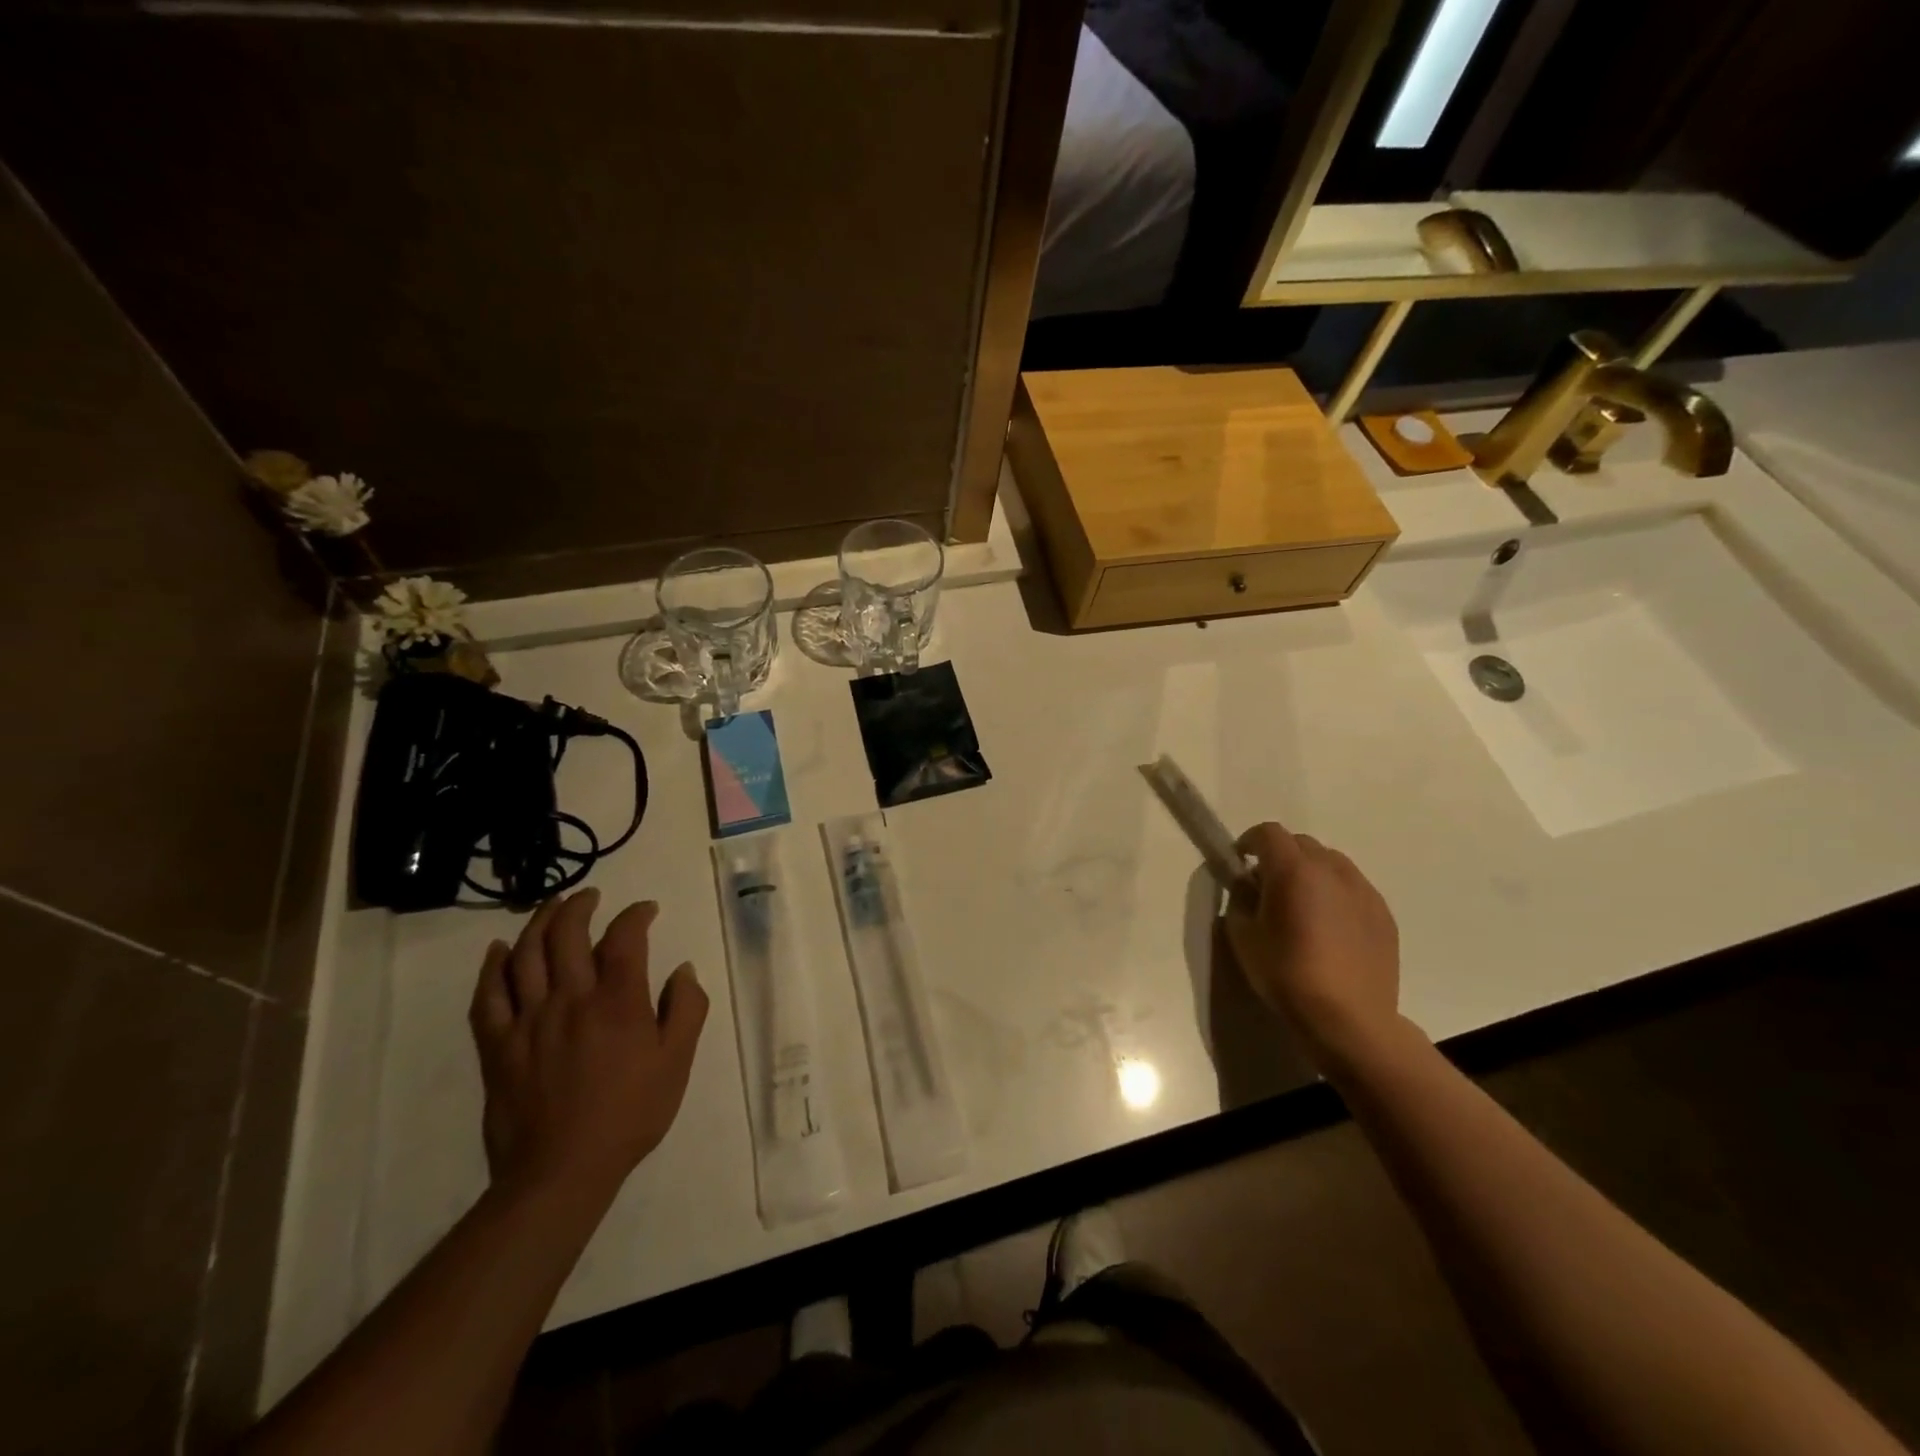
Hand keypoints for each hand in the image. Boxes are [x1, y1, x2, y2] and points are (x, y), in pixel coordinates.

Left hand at [469, 888, 708, 1199]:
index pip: (625, 937)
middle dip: (579, 906)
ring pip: (525, 955)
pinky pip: (487, 997)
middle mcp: (570, 998)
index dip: (636, 914)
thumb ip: (686, 1009)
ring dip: (538, 923)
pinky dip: (491, 967)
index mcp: (617, 1001)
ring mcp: (528, 1020)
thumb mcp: (677, 1062)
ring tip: (551, 907)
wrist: (561, 1172)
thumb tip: (682, 970)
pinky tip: (498, 950)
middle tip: (590, 896)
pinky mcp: (497, 1046)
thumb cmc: (629, 1114)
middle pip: (566, 934)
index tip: (646, 910)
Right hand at [1223, 822, 1402, 1073]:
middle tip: (1268, 886)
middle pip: (1301, 844)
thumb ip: (1241, 899)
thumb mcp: (1243, 936)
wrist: (1349, 1019)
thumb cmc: (1287, 974)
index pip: (1268, 833)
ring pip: (1331, 863)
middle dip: (1280, 856)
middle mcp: (1332, 869)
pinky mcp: (1383, 913)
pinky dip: (1336, 893)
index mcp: (1293, 869)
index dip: (1249, 841)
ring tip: (1303, 904)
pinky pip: (1353, 888)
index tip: (1239, 862)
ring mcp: (1363, 890)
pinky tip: (1330, 926)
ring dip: (1311, 872)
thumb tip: (1248, 886)